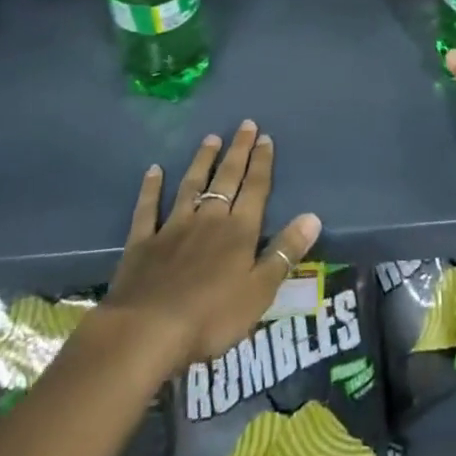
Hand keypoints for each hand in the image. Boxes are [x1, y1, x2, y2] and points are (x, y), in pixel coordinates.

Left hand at [103, 120, 321, 373]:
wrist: (148, 331)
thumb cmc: (212, 317)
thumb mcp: (260, 291)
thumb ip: (285, 252)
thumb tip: (313, 216)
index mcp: (239, 232)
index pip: (255, 190)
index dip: (262, 164)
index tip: (266, 137)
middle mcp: (208, 220)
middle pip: (226, 179)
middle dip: (238, 152)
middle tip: (245, 125)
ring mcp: (173, 228)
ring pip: (191, 186)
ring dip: (202, 161)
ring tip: (211, 138)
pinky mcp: (143, 242)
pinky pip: (148, 209)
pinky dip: (151, 189)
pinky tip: (153, 171)